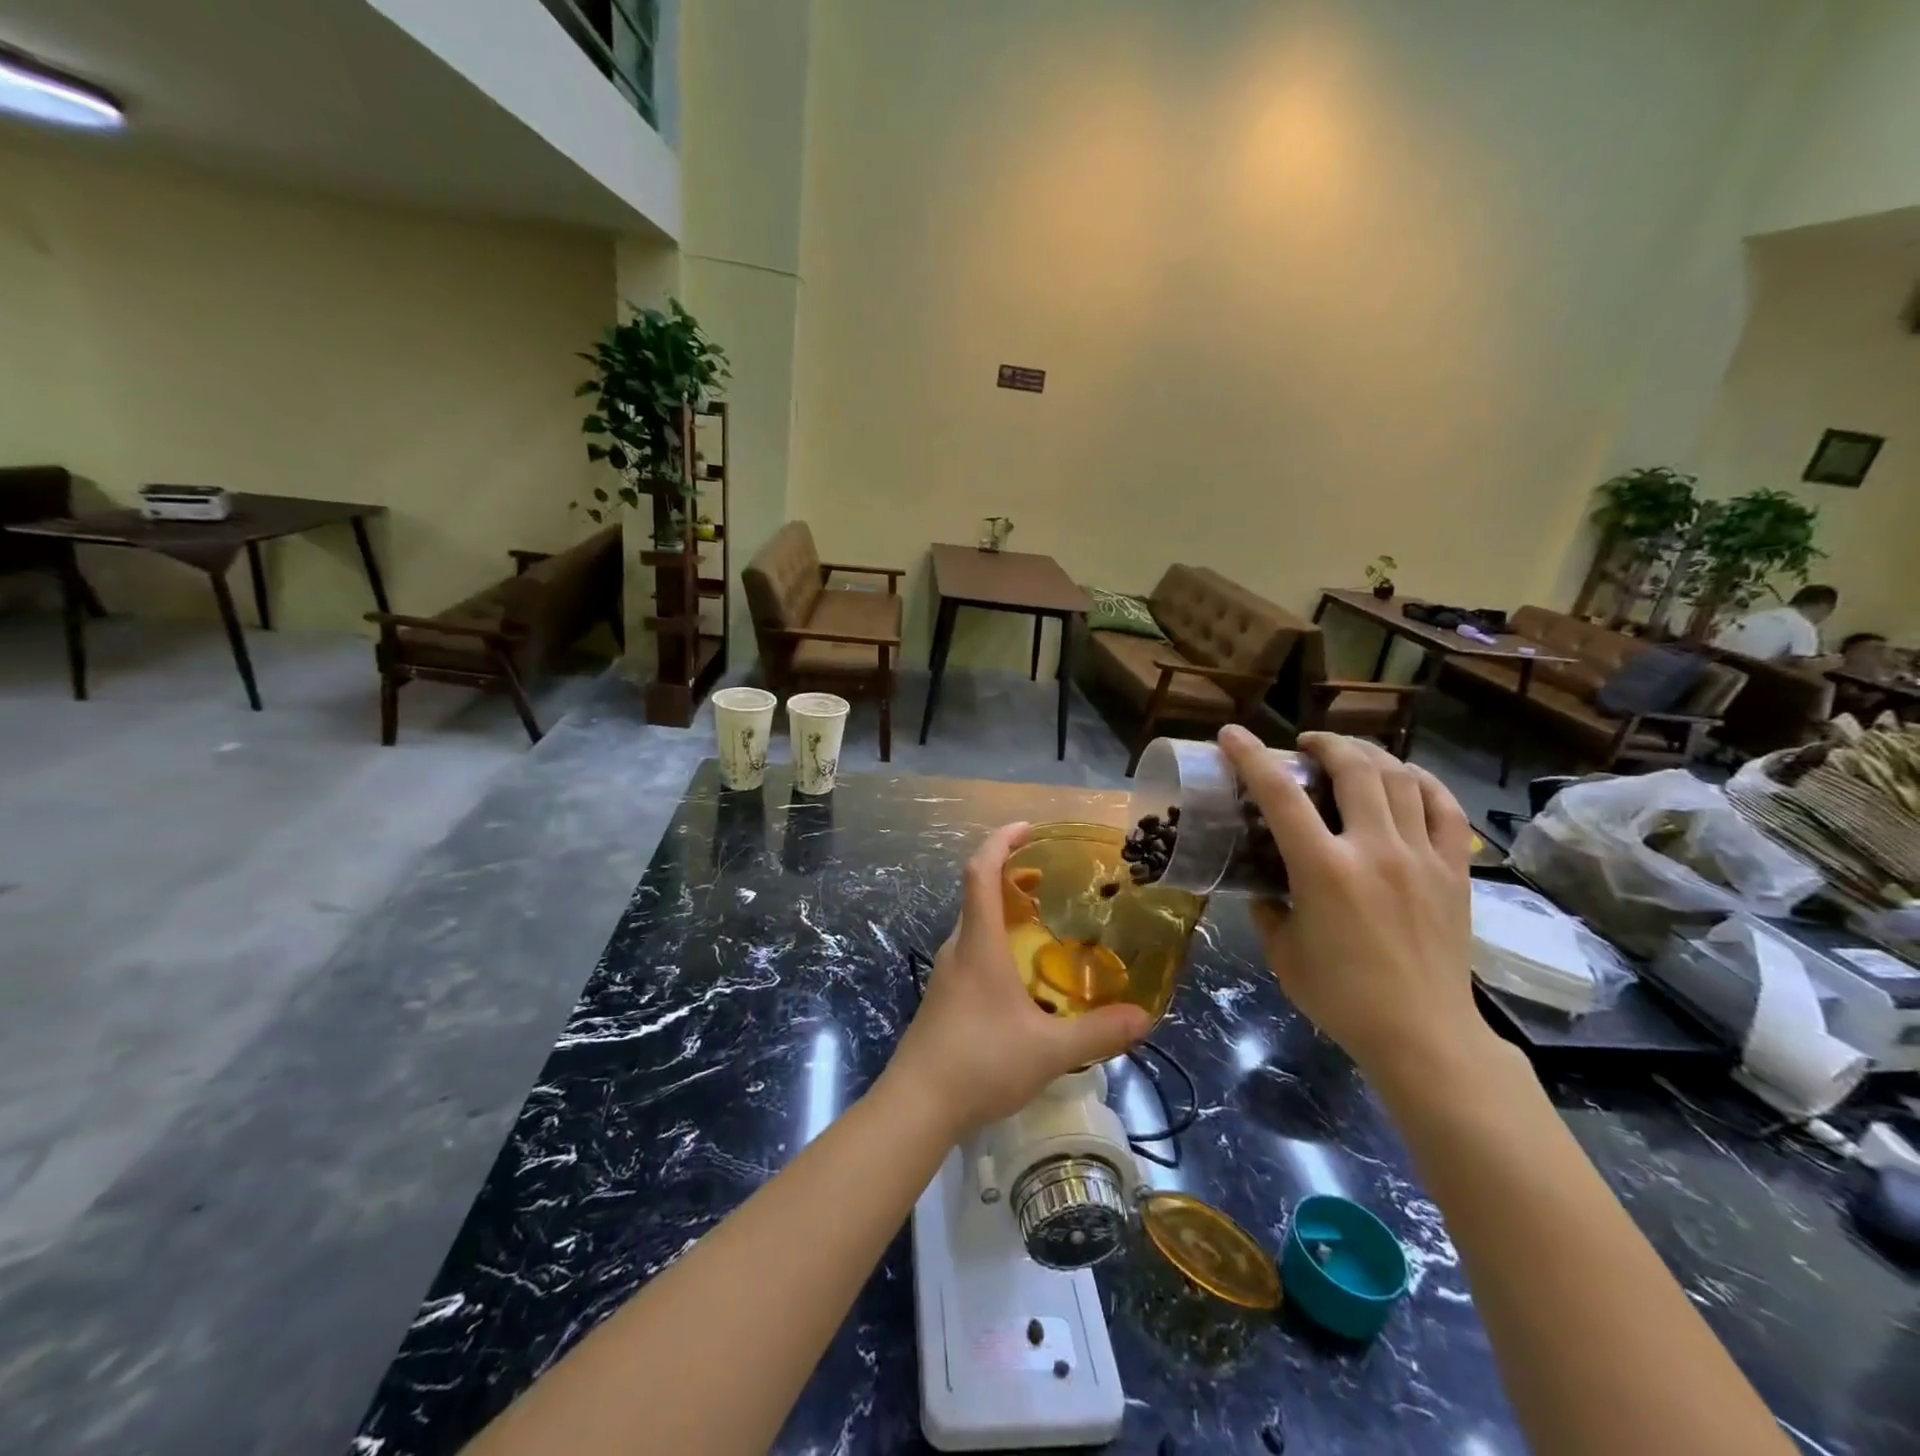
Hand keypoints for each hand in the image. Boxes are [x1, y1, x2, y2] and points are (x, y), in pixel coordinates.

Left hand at [882, 822, 1151, 1136]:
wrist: (917, 1105)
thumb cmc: (979, 1062)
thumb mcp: (1049, 1050)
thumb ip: (1098, 1032)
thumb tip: (1145, 1017)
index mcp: (978, 943)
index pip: (980, 872)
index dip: (1000, 841)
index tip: (1029, 829)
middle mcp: (958, 948)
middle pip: (978, 893)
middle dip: (1011, 875)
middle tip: (1050, 879)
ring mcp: (947, 973)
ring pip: (975, 924)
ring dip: (1005, 911)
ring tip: (1044, 923)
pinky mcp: (945, 997)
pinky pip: (973, 951)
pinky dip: (998, 941)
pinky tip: (1024, 975)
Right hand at [1217, 725, 1490, 1089]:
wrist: (1424, 1036)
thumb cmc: (1341, 997)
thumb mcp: (1282, 951)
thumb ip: (1267, 908)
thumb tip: (1263, 885)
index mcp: (1324, 870)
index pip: (1280, 795)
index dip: (1251, 757)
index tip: (1231, 735)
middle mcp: (1374, 850)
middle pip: (1353, 768)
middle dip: (1324, 743)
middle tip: (1304, 746)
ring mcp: (1422, 857)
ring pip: (1400, 778)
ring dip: (1368, 754)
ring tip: (1349, 754)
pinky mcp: (1454, 871)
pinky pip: (1445, 808)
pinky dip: (1422, 781)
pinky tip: (1405, 777)